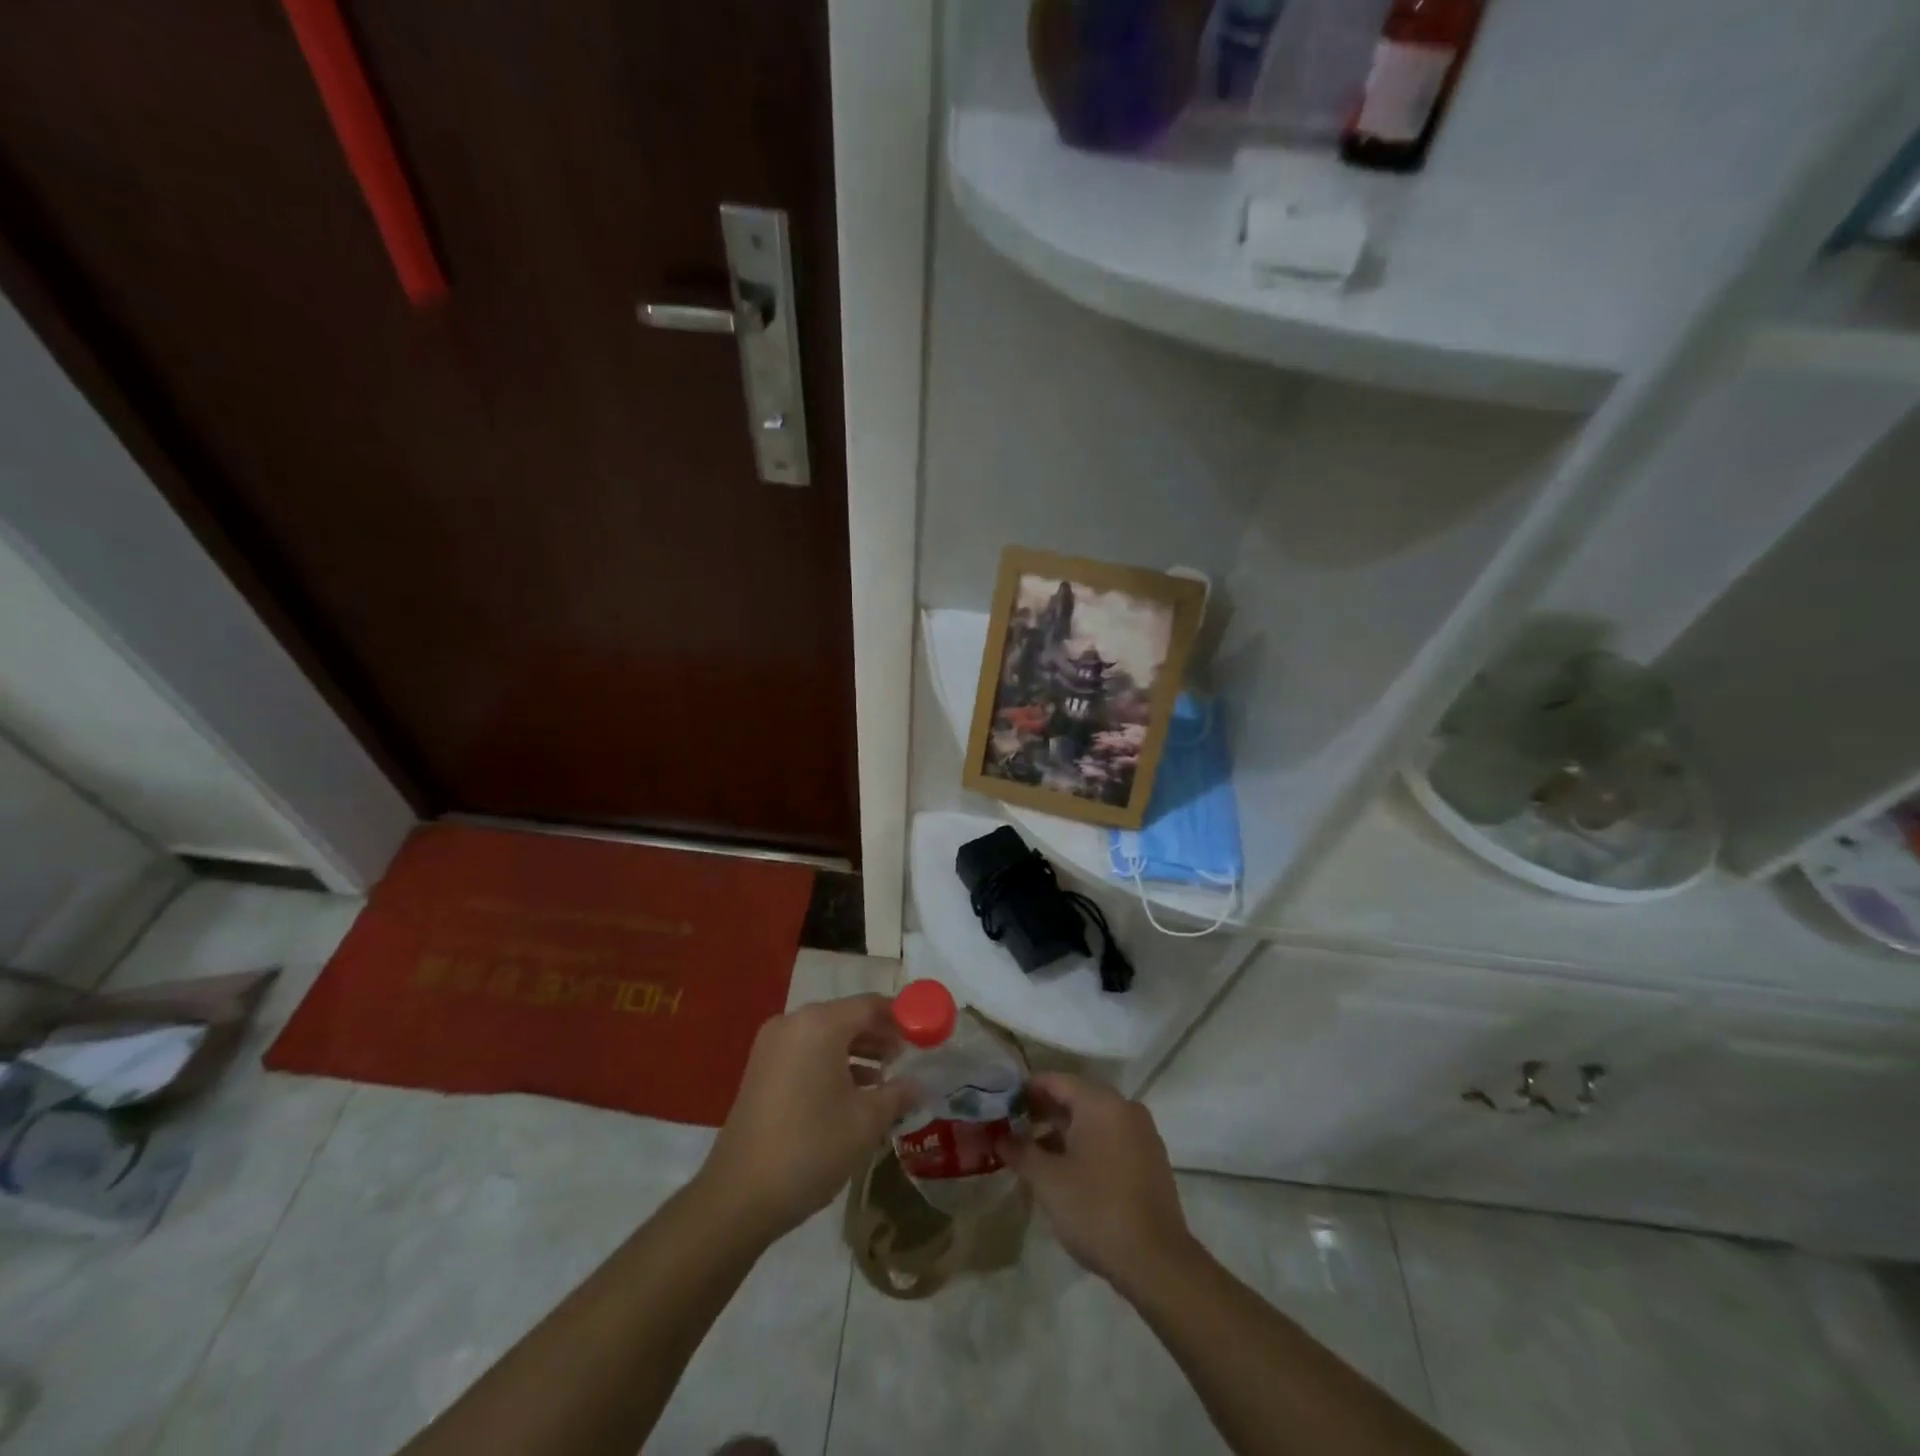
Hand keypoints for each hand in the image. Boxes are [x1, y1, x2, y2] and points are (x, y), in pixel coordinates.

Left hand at [697, 994, 916, 1242]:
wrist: (739, 1196)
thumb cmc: (810, 1148)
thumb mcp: (866, 1122)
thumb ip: (897, 1094)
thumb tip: (918, 1084)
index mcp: (820, 1024)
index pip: (871, 1005)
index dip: (902, 1018)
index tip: (926, 1036)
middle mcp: (794, 1023)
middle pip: (847, 1017)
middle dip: (880, 1036)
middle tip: (908, 1059)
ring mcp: (773, 1045)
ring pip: (826, 1036)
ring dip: (858, 1052)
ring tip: (887, 1079)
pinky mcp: (762, 1069)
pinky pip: (807, 1052)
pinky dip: (832, 1063)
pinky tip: (853, 1093)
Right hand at [998, 1072, 1195, 1291]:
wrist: (1157, 1262)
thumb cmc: (1096, 1210)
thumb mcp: (1048, 1181)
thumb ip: (1021, 1152)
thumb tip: (1000, 1138)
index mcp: (1101, 1103)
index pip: (1056, 1081)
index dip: (1027, 1090)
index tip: (1003, 1104)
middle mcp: (1125, 1108)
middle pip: (1077, 1098)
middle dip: (1044, 1112)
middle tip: (1014, 1128)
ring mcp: (1142, 1134)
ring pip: (1094, 1120)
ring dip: (1064, 1131)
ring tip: (1035, 1153)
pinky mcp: (1151, 1160)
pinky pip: (1111, 1139)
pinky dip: (1087, 1145)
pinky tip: (1068, 1170)